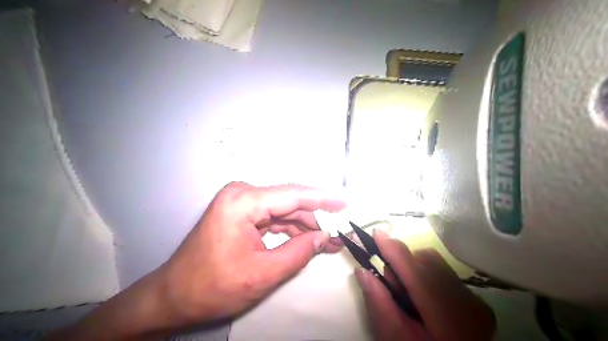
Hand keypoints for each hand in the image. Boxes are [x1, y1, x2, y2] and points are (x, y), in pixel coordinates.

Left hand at [161, 181, 346, 323]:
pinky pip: (274, 218)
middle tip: (341, 232)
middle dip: (317, 218)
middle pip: (290, 203)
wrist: (174, 295)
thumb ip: (298, 252)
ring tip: (331, 240)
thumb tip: (324, 237)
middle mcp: (243, 194)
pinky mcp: (243, 213)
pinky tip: (310, 239)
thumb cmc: (212, 287)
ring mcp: (242, 202)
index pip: (293, 195)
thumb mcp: (262, 274)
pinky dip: (292, 229)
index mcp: (243, 202)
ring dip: (307, 225)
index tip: (346, 202)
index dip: (323, 199)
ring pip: (285, 211)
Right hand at [355, 229, 494, 340]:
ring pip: (435, 263)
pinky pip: (443, 272)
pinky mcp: (475, 299)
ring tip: (405, 290)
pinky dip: (425, 274)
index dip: (394, 250)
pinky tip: (421, 296)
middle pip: (426, 260)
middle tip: (388, 279)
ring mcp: (474, 300)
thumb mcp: (394, 337)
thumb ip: (378, 302)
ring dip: (413, 267)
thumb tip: (362, 270)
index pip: (415, 272)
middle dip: (402, 261)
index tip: (376, 234)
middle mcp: (466, 302)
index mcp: (446, 317)